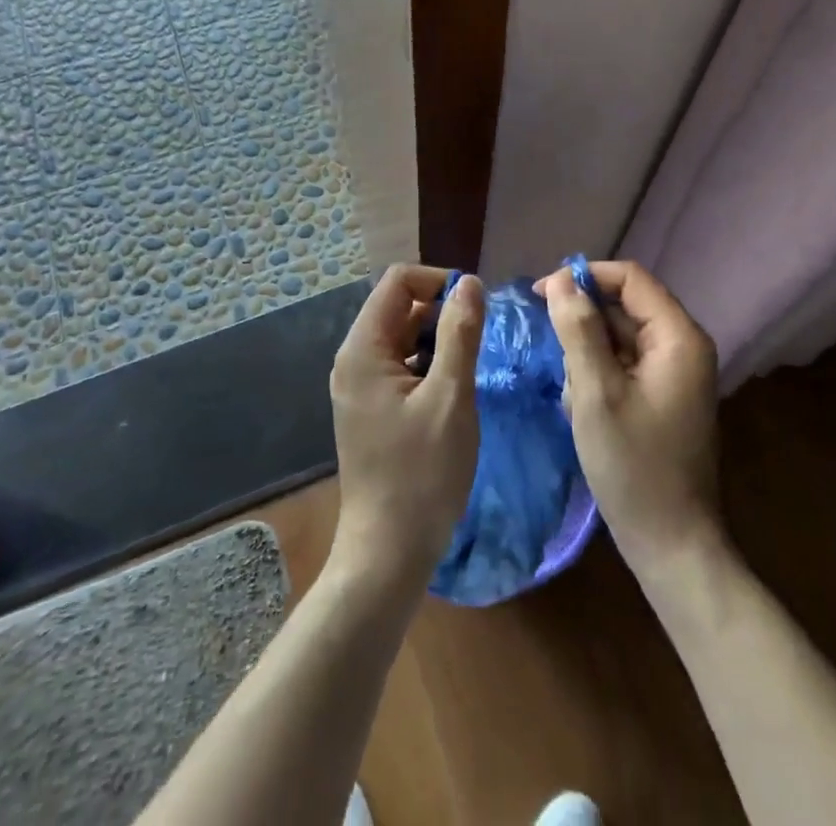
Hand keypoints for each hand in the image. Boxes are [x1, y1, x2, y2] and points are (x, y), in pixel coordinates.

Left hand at [328, 264, 484, 596]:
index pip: (398, 281)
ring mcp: (360, 385)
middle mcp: (354, 359)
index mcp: (364, 348)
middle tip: (480, 343)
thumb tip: (469, 282)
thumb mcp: (450, 397)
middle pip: (400, 307)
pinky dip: (429, 366)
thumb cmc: (422, 474)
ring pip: (404, 337)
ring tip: (470, 370)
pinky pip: (401, 365)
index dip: (439, 282)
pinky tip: (453, 393)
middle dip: (442, 312)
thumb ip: (460, 333)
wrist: (387, 553)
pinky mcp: (371, 407)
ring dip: (439, 341)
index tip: (476, 308)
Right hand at [537, 260, 724, 572]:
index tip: (541, 294)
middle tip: (549, 350)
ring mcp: (673, 373)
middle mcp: (681, 346)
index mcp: (678, 337)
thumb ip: (578, 330)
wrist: (672, 545)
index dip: (584, 277)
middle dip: (582, 324)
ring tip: (571, 394)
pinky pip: (622, 365)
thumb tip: (560, 278)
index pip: (630, 278)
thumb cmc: (634, 466)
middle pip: (623, 306)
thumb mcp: (595, 392)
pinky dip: (596, 376)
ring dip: (585, 355)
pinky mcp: (661, 396)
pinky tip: (580, 407)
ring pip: (618, 337)